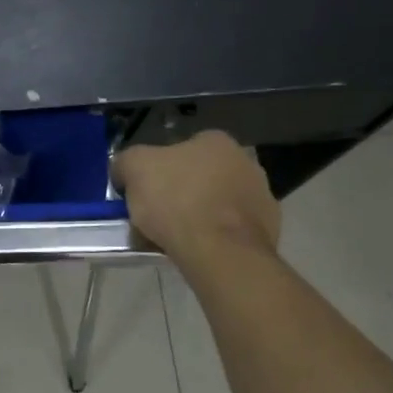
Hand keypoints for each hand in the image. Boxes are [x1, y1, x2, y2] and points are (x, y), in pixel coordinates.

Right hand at [111, 131, 281, 262]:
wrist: (220, 252)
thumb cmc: (177, 200)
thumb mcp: (134, 169)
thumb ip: (126, 161)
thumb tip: (124, 170)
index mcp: (215, 140)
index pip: (180, 149)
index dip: (158, 170)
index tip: (144, 192)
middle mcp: (245, 161)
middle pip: (200, 176)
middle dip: (180, 193)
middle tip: (156, 216)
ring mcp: (261, 196)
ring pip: (216, 204)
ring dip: (198, 216)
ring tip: (172, 239)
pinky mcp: (268, 230)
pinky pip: (229, 230)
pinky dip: (214, 237)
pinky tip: (196, 251)